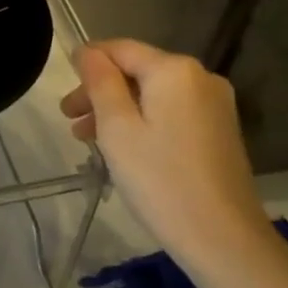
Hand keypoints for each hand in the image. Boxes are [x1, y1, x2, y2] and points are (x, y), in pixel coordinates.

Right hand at [60, 39, 268, 268]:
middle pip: (137, 71)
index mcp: (174, 69)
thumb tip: (87, 52)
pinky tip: (124, 147)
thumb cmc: (160, 180)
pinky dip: (144, 121)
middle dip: (100, 91)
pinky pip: (172, 112)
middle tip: (69, 120)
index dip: (87, 62)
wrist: (224, 239)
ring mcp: (215, 104)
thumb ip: (99, 82)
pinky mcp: (220, 130)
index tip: (63, 92)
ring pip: (153, 94)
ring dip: (119, 109)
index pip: (120, 49)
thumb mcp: (117, 128)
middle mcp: (200, 77)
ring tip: (88, 139)